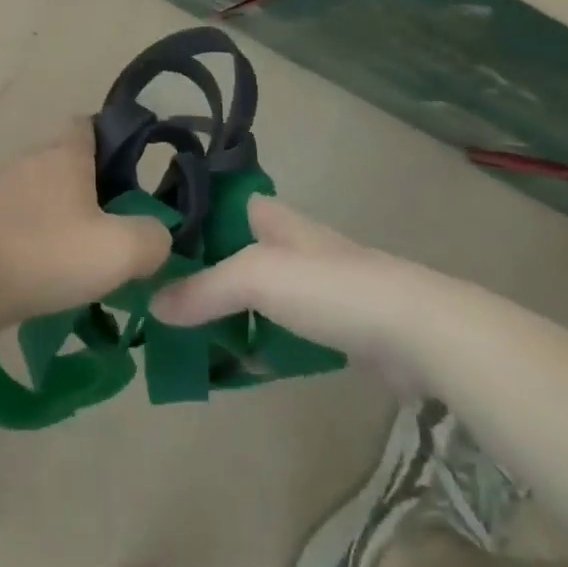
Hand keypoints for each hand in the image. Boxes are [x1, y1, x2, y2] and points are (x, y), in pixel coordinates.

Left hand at [0, 119, 172, 332]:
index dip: (110, 139)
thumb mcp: (120, 250)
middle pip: (63, 160)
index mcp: (64, 155)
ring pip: (37, 192)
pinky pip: (13, 220)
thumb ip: (153, 239)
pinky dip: (30, 238)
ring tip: (77, 256)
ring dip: (57, 215)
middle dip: (88, 186)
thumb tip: (157, 235)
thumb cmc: (46, 253)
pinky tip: (40, 272)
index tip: (128, 172)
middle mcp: (28, 161)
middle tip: (111, 225)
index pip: (87, 124)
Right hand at [150, 195, 458, 391]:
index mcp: (271, 216)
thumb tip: (153, 304)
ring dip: (228, 311)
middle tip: (161, 298)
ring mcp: (314, 284)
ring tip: (187, 334)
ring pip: (256, 293)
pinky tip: (237, 363)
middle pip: (232, 251)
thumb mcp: (254, 278)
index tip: (152, 243)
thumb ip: (203, 289)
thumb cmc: (328, 286)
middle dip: (201, 271)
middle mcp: (290, 242)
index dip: (187, 218)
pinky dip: (258, 341)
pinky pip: (280, 328)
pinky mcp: (333, 324)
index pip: (218, 203)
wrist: (415, 330)